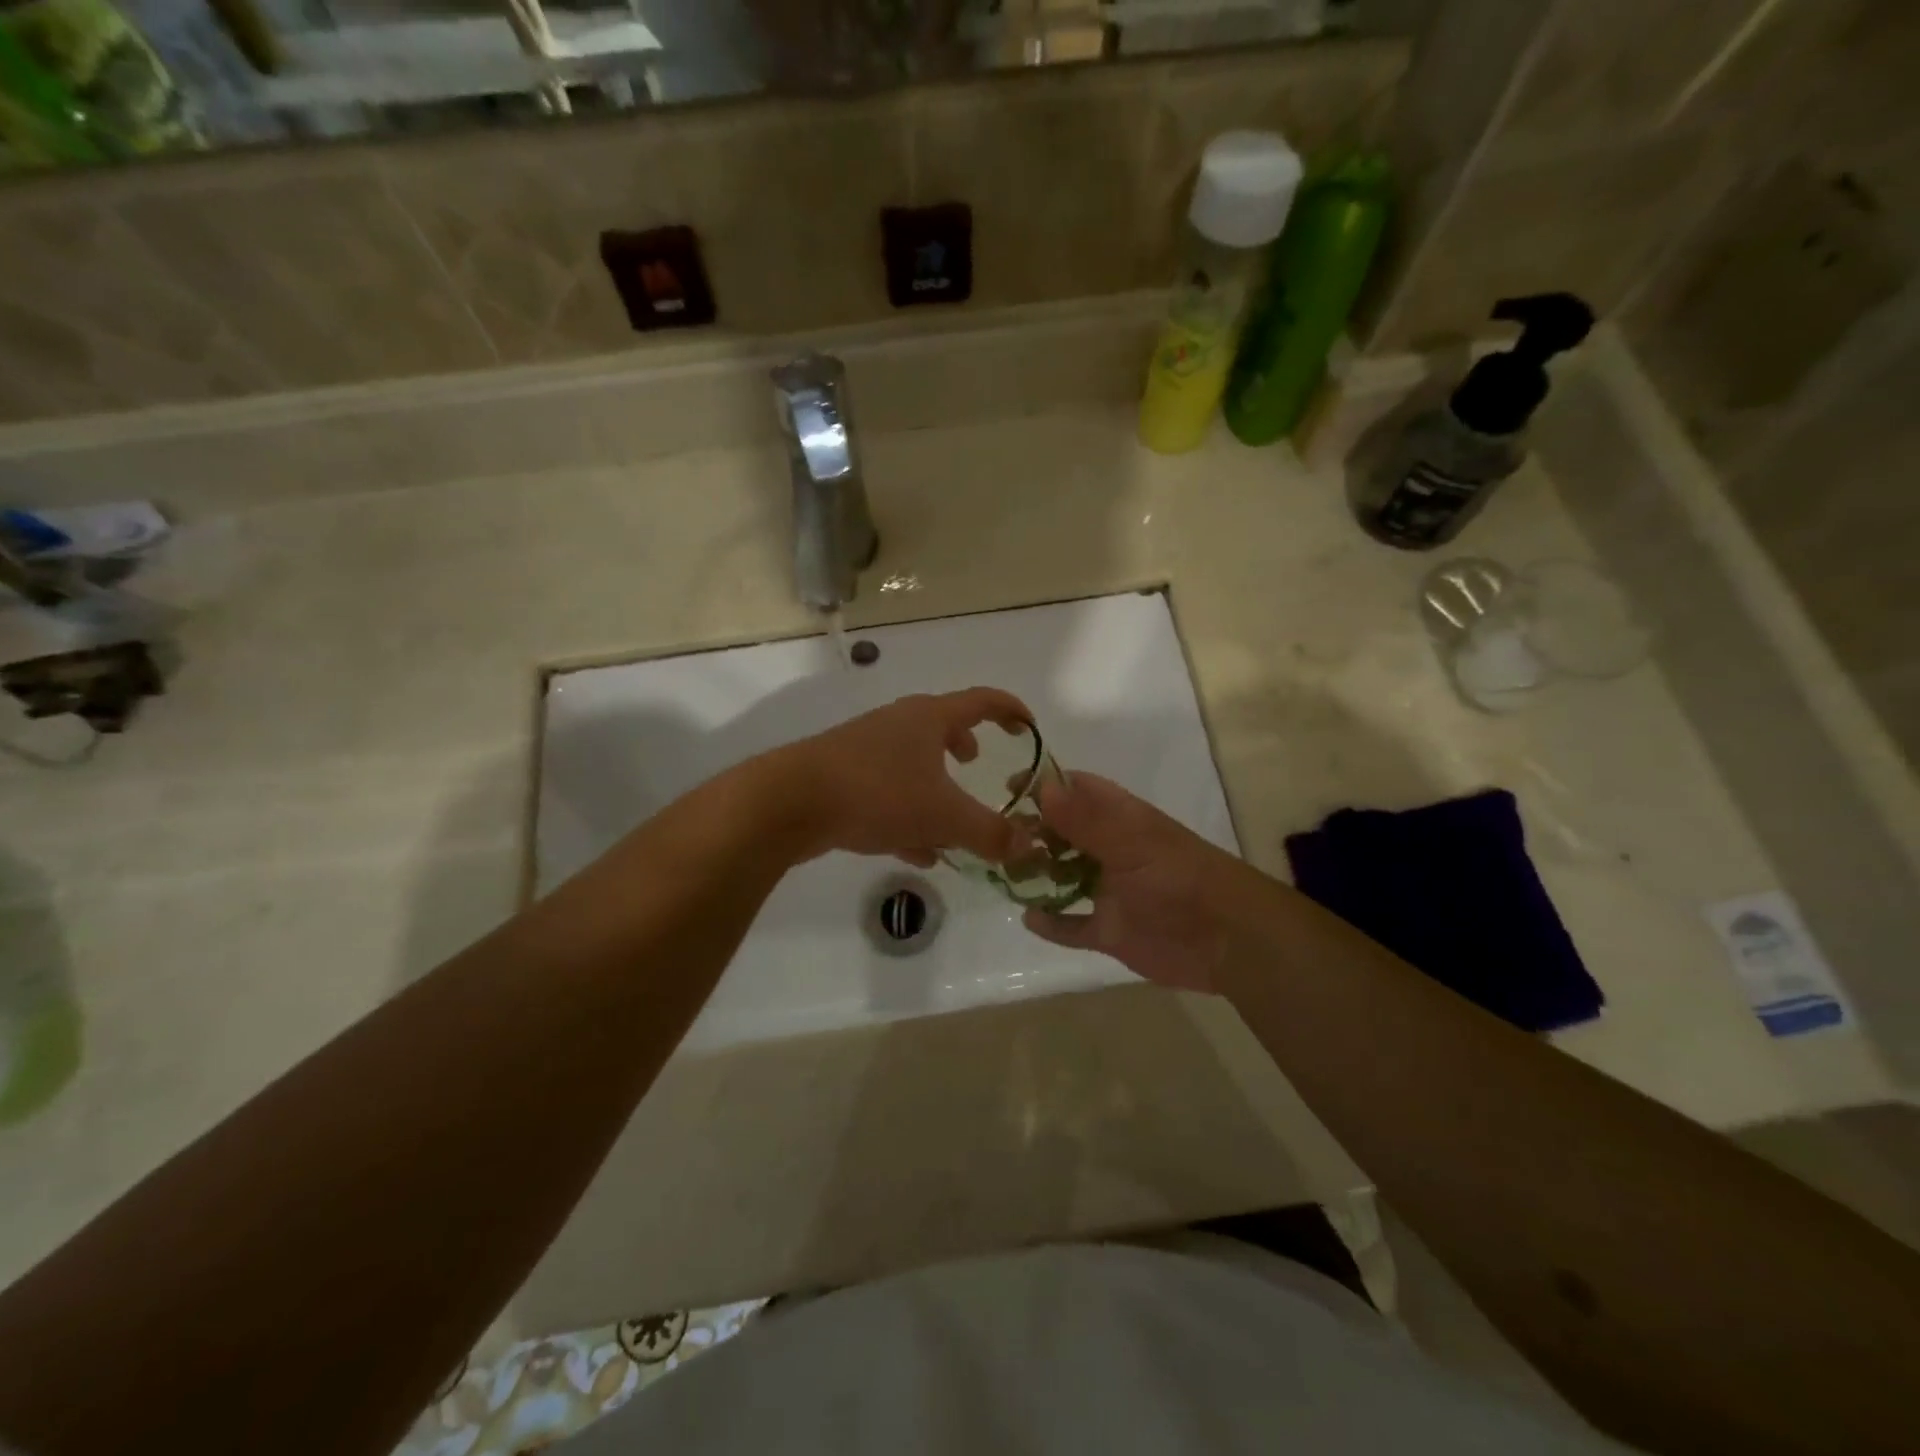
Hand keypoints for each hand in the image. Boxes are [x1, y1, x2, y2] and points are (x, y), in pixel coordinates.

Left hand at [770, 688, 1033, 865]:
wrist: (789, 802)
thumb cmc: (878, 793)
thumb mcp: (943, 816)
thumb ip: (990, 832)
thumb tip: (1029, 846)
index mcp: (928, 718)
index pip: (981, 701)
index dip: (1011, 710)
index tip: (1029, 726)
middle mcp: (897, 725)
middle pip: (940, 726)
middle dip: (963, 745)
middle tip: (977, 762)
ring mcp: (865, 750)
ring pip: (912, 764)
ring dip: (935, 787)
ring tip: (951, 822)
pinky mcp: (842, 778)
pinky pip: (888, 793)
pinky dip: (909, 815)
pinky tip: (917, 851)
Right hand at [1020, 772, 1242, 992]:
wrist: (1228, 940)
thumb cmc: (1179, 879)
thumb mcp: (1131, 844)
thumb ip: (1086, 820)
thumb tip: (1041, 786)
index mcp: (1120, 820)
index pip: (1077, 790)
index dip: (1044, 785)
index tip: (1008, 789)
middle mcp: (1111, 850)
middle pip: (1063, 833)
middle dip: (1032, 831)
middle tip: (997, 839)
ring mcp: (1109, 891)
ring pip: (1063, 876)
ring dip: (1037, 873)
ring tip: (1004, 873)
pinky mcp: (1110, 931)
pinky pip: (1072, 925)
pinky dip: (1052, 923)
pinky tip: (1028, 918)